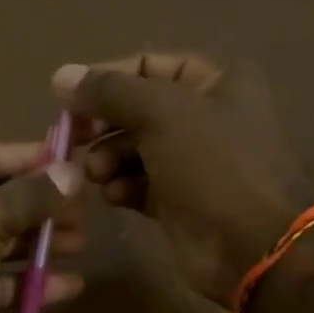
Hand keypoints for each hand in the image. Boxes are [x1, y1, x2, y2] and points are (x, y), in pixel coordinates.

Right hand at [54, 53, 313, 306]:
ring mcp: (193, 163)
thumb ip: (109, 91)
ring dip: (108, 159)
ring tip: (95, 174)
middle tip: (73, 141)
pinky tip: (113, 196)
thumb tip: (60, 75)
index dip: (107, 79)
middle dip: (103, 125)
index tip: (68, 100)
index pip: (149, 66)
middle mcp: (206, 118)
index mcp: (217, 83)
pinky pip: (139, 186)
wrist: (253, 246)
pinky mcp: (179, 202)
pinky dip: (121, 188)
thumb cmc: (214, 165)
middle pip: (137, 111)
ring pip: (134, 151)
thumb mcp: (162, 113)